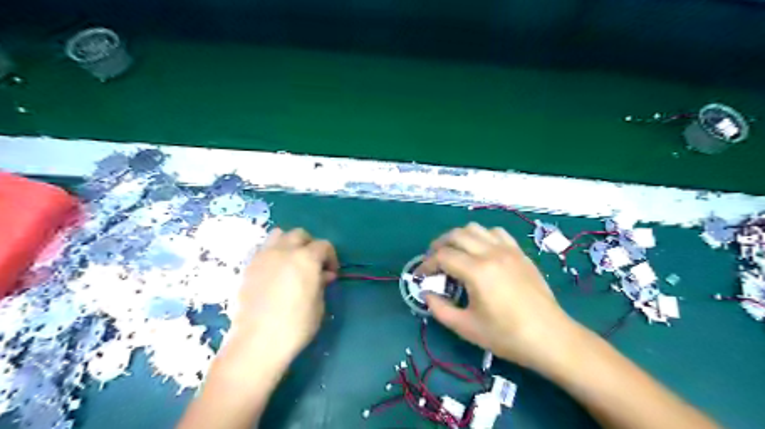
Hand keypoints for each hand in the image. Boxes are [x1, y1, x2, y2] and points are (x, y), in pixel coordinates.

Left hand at [224, 228, 336, 364]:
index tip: (331, 273)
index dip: (331, 257)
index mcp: (306, 258)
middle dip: (310, 245)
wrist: (257, 342)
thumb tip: (323, 274)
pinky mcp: (248, 267)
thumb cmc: (296, 325)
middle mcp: (284, 250)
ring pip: (278, 235)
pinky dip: (273, 254)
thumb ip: (321, 283)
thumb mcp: (318, 305)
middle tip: (313, 265)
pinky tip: (274, 273)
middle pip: (300, 234)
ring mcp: (263, 257)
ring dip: (289, 243)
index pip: (323, 245)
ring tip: (291, 262)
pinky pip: (263, 250)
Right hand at [420, 223, 576, 370]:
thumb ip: (439, 309)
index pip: (442, 256)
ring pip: (475, 229)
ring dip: (459, 238)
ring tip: (454, 253)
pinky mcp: (519, 252)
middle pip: (456, 235)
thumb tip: (426, 294)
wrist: (550, 337)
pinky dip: (482, 236)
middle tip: (433, 261)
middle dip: (438, 245)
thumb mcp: (466, 327)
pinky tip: (481, 251)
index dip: (426, 264)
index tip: (420, 276)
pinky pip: (496, 232)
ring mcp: (508, 250)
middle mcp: (491, 253)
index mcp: (477, 272)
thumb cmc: (507, 336)